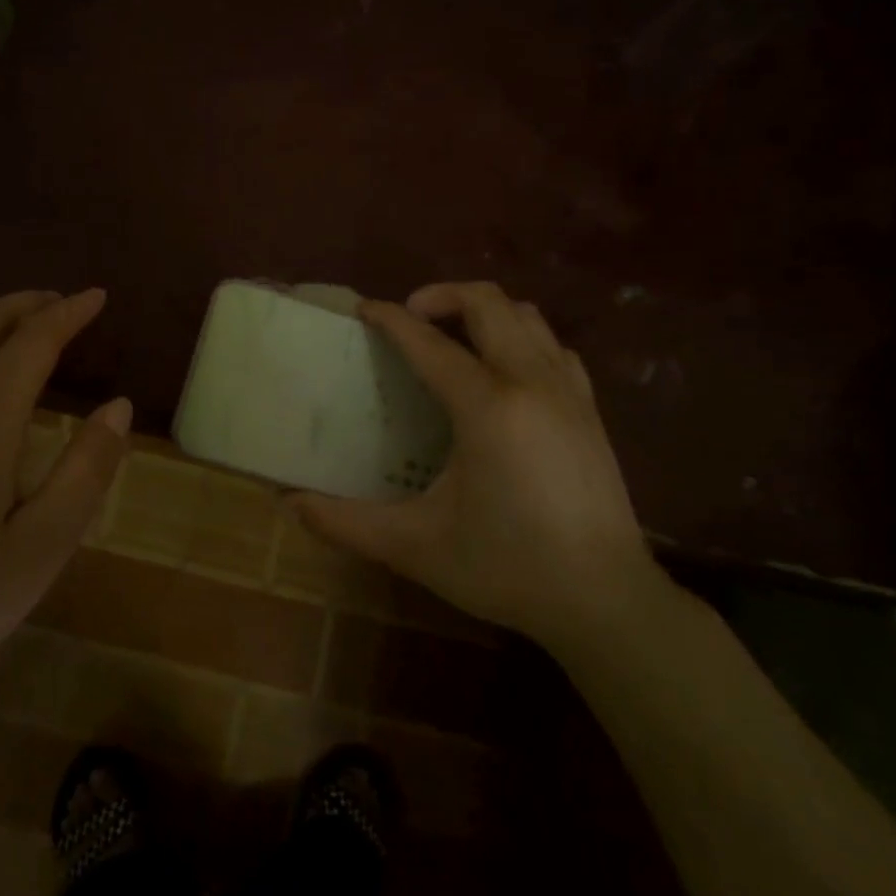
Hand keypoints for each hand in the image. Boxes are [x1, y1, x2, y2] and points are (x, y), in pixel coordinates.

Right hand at [292, 282, 667, 651]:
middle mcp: (531, 383)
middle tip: (408, 318)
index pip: (429, 343)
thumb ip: (346, 522)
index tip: (363, 310)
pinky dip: (520, 338)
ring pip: (526, 316)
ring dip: (483, 312)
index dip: (391, 319)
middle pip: (487, 303)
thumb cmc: (507, 568)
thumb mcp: (416, 546)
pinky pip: (552, 346)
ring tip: (451, 337)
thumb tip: (290, 504)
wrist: (605, 600)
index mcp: (487, 407)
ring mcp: (568, 392)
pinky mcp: (591, 409)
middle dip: (441, 295)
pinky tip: (502, 372)